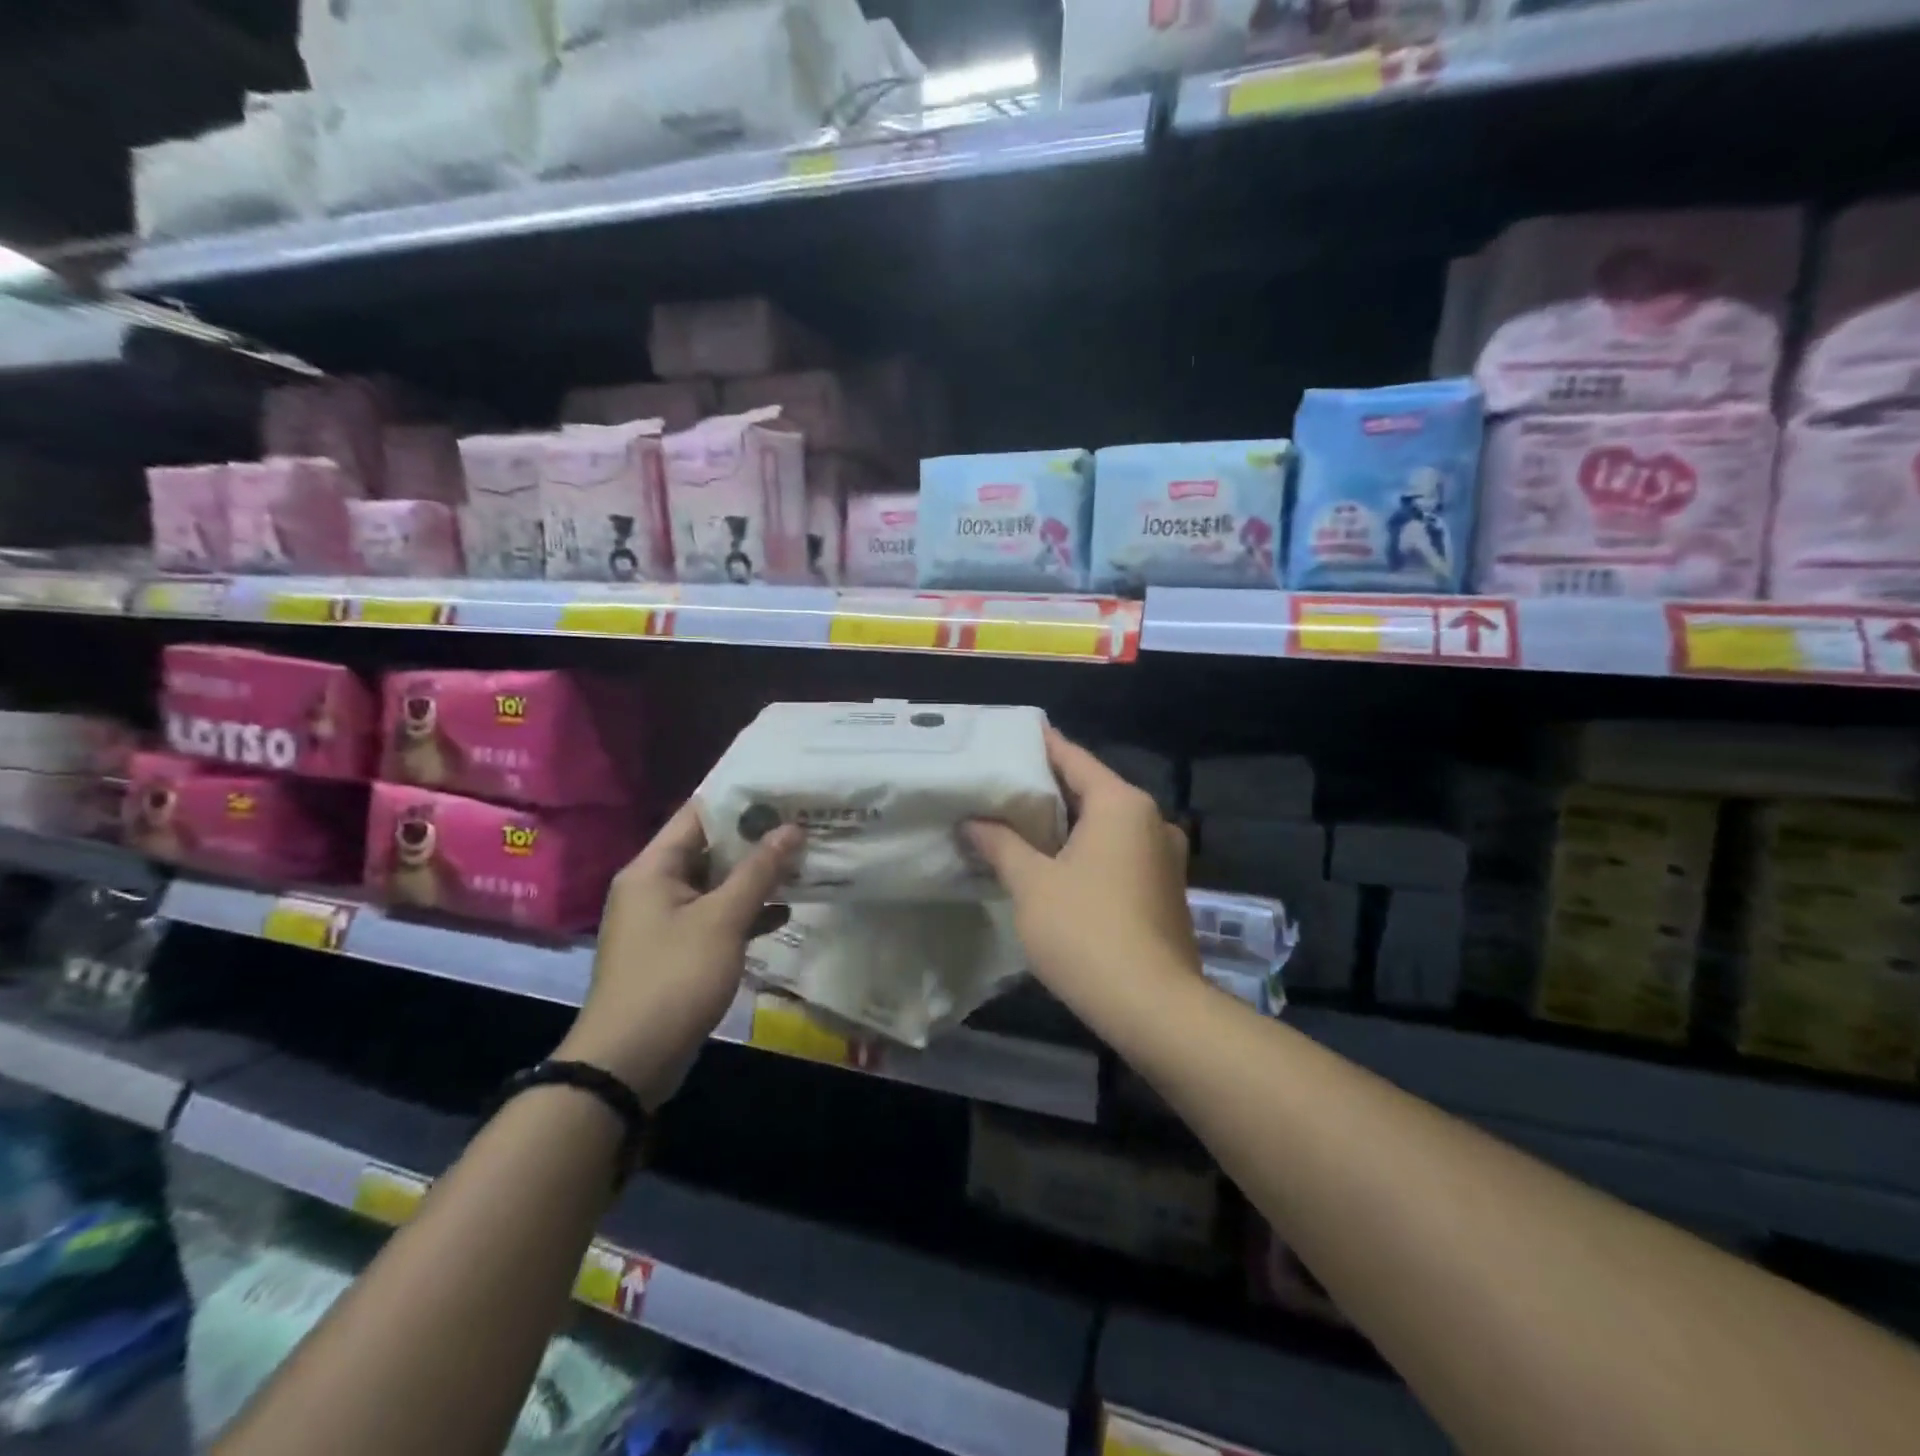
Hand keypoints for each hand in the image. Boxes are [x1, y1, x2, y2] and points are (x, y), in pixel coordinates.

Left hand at [560, 803, 800, 1107]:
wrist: (629, 1062)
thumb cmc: (674, 978)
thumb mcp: (722, 920)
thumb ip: (759, 871)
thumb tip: (792, 828)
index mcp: (653, 868)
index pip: (698, 814)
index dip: (740, 801)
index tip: (784, 792)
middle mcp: (654, 887)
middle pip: (709, 849)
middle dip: (756, 840)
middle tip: (803, 825)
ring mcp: (665, 921)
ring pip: (716, 885)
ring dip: (755, 878)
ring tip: (803, 862)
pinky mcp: (678, 950)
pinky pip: (715, 918)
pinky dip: (745, 913)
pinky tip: (784, 912)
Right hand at [966, 730, 1199, 1023]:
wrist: (1153, 1006)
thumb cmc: (1086, 931)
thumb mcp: (1032, 884)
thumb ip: (1000, 845)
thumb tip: (973, 822)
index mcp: (1121, 804)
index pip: (1073, 759)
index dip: (1041, 745)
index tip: (1011, 735)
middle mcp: (1151, 821)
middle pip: (1092, 790)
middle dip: (1048, 790)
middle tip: (1002, 785)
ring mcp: (1164, 857)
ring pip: (1106, 826)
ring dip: (1068, 824)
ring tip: (1020, 824)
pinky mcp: (1165, 890)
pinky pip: (1119, 854)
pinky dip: (1088, 851)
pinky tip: (1055, 865)